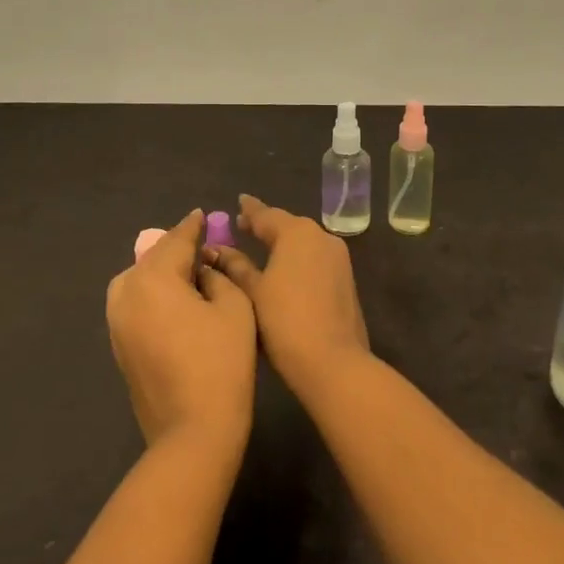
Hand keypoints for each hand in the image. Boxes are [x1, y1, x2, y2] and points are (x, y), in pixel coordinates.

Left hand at [106, 209, 256, 456]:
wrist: (191, 433)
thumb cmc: (220, 364)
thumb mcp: (234, 307)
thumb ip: (218, 276)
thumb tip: (201, 269)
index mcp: (152, 277)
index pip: (176, 240)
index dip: (193, 227)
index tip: (202, 215)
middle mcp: (126, 291)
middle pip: (154, 258)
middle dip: (177, 250)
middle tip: (203, 247)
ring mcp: (116, 320)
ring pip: (141, 280)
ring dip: (163, 273)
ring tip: (191, 274)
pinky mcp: (118, 344)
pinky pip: (136, 303)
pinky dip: (154, 295)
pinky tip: (176, 302)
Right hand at [205, 194, 370, 396]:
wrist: (334, 362)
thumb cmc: (284, 322)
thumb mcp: (252, 292)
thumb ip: (235, 266)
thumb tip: (217, 248)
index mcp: (296, 233)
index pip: (266, 214)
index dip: (249, 210)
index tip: (238, 202)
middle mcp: (321, 236)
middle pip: (288, 225)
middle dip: (266, 226)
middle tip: (244, 226)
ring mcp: (338, 257)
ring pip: (304, 242)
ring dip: (283, 242)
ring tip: (262, 248)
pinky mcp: (346, 278)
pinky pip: (316, 258)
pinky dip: (298, 258)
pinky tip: (285, 269)